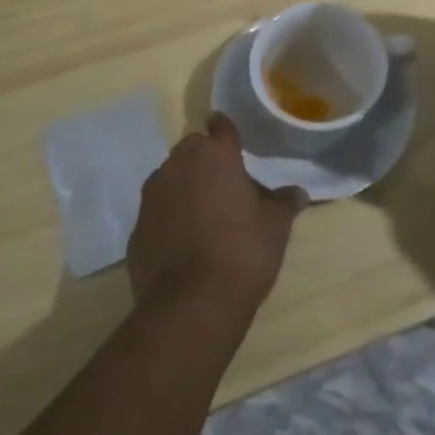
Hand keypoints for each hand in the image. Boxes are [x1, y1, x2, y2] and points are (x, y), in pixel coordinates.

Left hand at [127, 113, 307, 320]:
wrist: (190, 306)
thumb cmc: (242, 253)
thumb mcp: (275, 227)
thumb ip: (284, 203)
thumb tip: (298, 192)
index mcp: (215, 155)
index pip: (221, 127)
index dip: (226, 130)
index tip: (230, 135)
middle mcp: (178, 165)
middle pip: (192, 149)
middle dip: (206, 159)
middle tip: (225, 183)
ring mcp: (152, 196)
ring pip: (170, 178)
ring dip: (185, 186)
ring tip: (204, 213)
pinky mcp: (136, 228)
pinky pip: (157, 211)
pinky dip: (169, 218)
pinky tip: (183, 242)